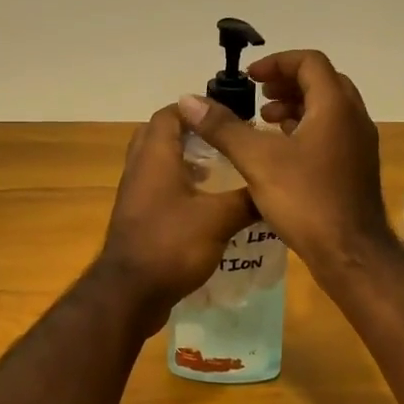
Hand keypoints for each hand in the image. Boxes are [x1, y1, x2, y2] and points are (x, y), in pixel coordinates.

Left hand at [97, 105, 257, 327]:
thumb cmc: (171, 245)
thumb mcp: (218, 220)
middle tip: (222, 139)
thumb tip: (274, 186)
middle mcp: (140, 168)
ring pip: (158, 163)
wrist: (129, 294)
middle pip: (159, 135)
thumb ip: (247, 199)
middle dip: (190, 132)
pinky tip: (206, 204)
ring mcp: (135, 195)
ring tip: (220, 169)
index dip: (196, 108)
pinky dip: (179, 185)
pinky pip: (157, 188)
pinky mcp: (137, 218)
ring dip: (185, 160)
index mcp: (155, 157)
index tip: (228, 115)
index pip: (170, 114)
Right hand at [176, 50, 391, 275]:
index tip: (250, 79)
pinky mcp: (357, 167)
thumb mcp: (257, 160)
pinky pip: (332, 132)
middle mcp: (354, 118)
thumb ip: (223, 127)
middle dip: (286, 83)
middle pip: (321, 82)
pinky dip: (306, 129)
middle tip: (257, 97)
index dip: (277, 63)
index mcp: (335, 107)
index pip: (310, 62)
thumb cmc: (306, 200)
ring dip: (296, 107)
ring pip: (328, 109)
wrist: (351, 254)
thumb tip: (189, 100)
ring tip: (264, 122)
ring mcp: (360, 144)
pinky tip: (281, 151)